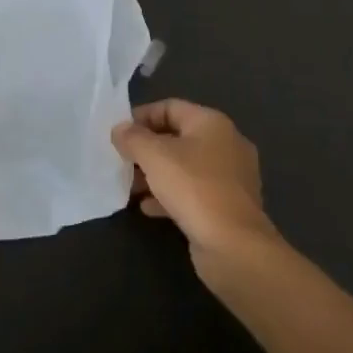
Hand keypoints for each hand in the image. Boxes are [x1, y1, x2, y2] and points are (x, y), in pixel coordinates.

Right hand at [111, 99, 277, 267]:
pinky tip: (148, 208)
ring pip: (185, 167)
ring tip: (130, 186)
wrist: (234, 245)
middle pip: (178, 137)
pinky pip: (193, 192)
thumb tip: (120, 129)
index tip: (118, 133)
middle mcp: (226, 144)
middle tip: (122, 161)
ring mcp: (230, 177)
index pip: (171, 107)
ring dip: (156, 174)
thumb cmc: (194, 188)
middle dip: (147, 148)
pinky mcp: (227, 206)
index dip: (142, 116)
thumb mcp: (155, 156)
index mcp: (212, 123)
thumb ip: (133, 138)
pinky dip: (170, 196)